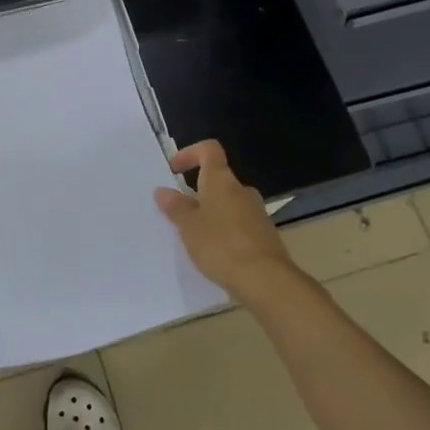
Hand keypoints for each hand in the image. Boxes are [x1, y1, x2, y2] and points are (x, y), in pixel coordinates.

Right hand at [154, 140, 306, 310]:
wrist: (265, 280)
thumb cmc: (220, 245)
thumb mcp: (188, 226)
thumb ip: (175, 207)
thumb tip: (163, 191)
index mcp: (221, 181)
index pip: (209, 150)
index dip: (190, 153)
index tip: (174, 170)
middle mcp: (242, 190)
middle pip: (218, 180)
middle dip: (197, 193)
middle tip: (180, 213)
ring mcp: (257, 212)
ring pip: (228, 204)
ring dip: (211, 214)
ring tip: (195, 237)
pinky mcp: (265, 235)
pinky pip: (239, 224)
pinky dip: (225, 231)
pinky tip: (216, 253)